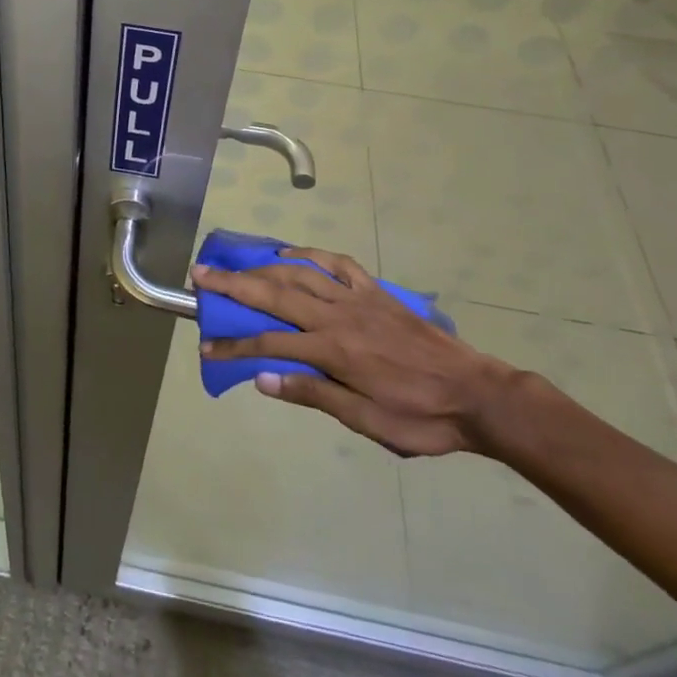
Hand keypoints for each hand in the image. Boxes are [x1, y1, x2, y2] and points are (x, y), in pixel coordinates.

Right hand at [194, 249, 524, 457]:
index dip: (233, 346)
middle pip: (275, 294)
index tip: (205, 347)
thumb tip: (263, 379)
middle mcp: (337, 315)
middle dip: (233, 285)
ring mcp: (357, 298)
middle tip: (201, 274)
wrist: (476, 394)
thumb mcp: (366, 422)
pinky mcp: (375, 291)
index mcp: (332, 350)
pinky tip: (291, 254)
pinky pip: (337, 264)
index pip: (269, 344)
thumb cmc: (419, 417)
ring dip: (262, 267)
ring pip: (299, 274)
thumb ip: (313, 394)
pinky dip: (310, 255)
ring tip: (235, 263)